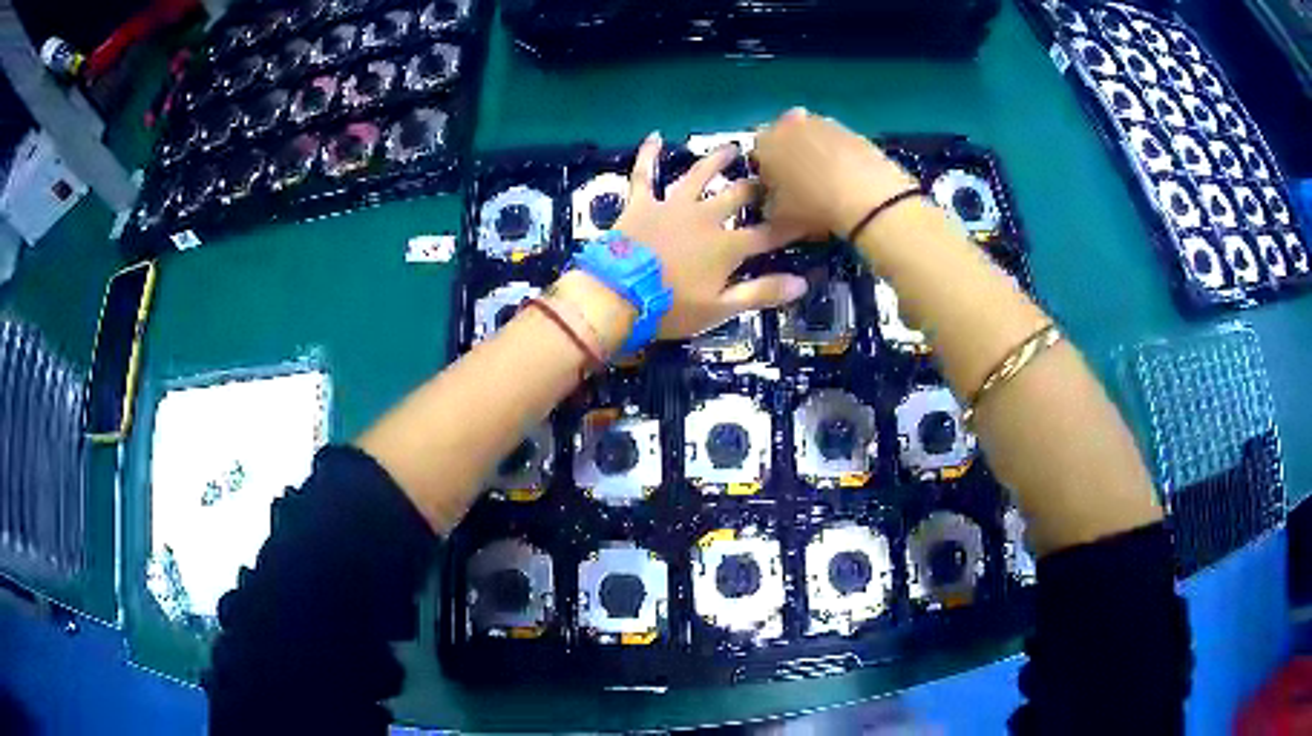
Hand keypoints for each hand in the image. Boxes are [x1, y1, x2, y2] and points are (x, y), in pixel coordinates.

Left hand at [610, 132, 809, 339]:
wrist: (616, 296)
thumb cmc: (671, 308)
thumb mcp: (720, 309)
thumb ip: (761, 293)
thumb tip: (803, 282)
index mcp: (727, 246)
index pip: (767, 234)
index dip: (789, 226)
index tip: (808, 216)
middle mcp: (705, 216)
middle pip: (738, 196)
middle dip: (758, 187)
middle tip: (771, 176)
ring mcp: (672, 205)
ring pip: (699, 174)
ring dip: (717, 160)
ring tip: (733, 148)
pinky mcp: (641, 202)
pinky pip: (644, 173)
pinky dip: (648, 154)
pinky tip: (655, 136)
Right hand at [754, 108, 919, 239]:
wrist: (866, 197)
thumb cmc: (813, 207)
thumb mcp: (778, 220)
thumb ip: (766, 212)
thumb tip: (767, 212)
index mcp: (765, 143)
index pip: (756, 157)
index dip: (766, 177)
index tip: (776, 195)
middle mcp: (789, 124)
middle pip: (785, 142)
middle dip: (790, 161)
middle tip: (801, 189)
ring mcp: (823, 123)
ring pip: (811, 140)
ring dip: (814, 156)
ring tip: (827, 186)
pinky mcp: (852, 130)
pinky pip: (837, 144)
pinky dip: (838, 158)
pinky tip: (848, 181)